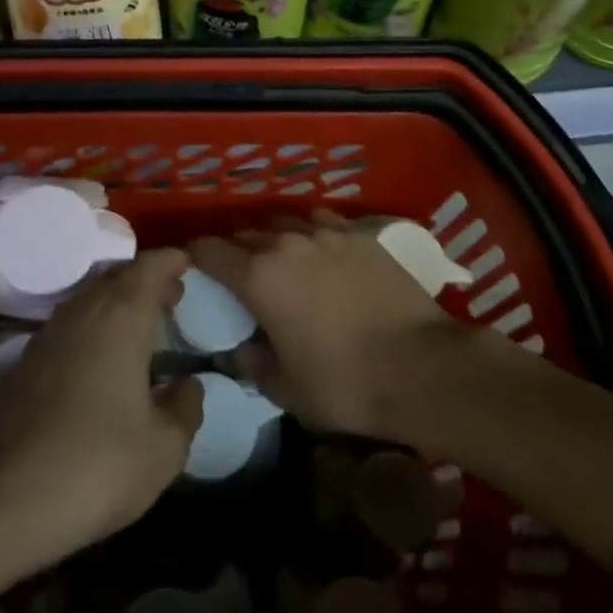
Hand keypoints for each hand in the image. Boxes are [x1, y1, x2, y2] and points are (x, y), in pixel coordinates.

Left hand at [0, 248, 203, 563]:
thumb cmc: (96, 464)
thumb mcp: (163, 448)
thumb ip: (184, 409)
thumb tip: (188, 385)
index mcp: (121, 317)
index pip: (149, 268)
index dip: (170, 261)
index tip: (187, 264)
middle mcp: (81, 313)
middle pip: (115, 277)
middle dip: (144, 281)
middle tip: (170, 297)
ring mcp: (45, 337)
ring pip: (87, 301)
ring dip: (115, 304)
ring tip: (139, 328)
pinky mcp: (20, 367)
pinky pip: (67, 329)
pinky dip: (91, 330)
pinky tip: (99, 363)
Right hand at [188, 211, 474, 442]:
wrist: (422, 367)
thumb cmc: (344, 384)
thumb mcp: (285, 389)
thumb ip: (252, 364)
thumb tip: (240, 348)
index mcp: (259, 276)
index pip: (209, 250)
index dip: (194, 257)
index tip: (191, 269)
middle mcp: (287, 243)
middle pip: (245, 234)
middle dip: (234, 251)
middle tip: (237, 275)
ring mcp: (327, 233)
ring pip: (284, 224)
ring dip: (273, 240)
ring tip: (280, 261)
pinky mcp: (361, 235)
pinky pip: (322, 223)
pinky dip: (311, 234)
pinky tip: (320, 251)